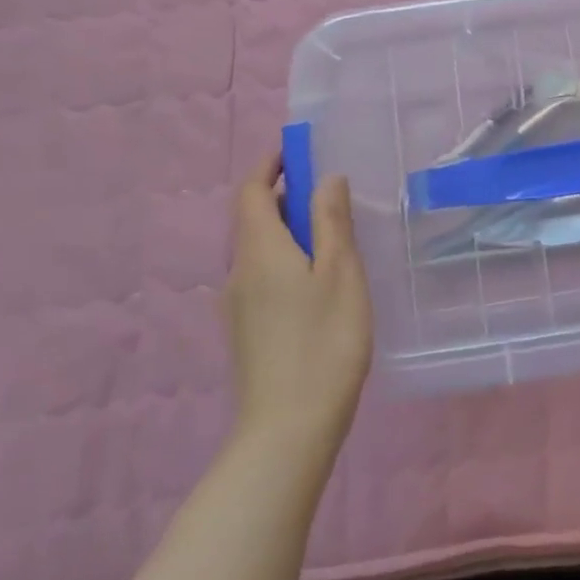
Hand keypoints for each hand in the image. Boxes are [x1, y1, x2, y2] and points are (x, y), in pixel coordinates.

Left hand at [222, 154, 372, 456]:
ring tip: (335, 237)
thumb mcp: (340, 273)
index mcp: (259, 250)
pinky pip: (264, 276)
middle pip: (254, 219)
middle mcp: (239, 271)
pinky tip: (322, 283)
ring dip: (291, 231)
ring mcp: (238, 306)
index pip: (250, 190)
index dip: (271, 164)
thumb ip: (332, 222)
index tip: (299, 149)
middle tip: (332, 195)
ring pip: (261, 250)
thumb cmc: (323, 342)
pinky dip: (288, 260)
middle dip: (287, 196)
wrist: (288, 430)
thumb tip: (326, 179)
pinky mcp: (248, 331)